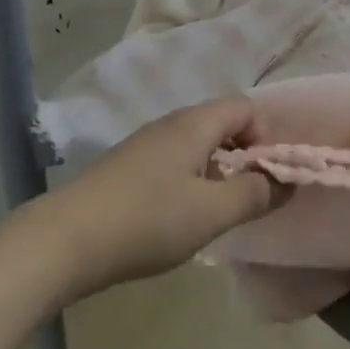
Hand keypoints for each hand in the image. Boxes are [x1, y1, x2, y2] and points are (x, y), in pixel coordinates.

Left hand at [25, 97, 283, 302]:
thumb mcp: (211, 213)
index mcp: (195, 124)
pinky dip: (188, 181)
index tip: (266, 177)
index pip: (245, 107)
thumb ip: (254, 194)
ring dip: (215, 172)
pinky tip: (177, 218)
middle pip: (221, 124)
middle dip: (242, 156)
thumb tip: (286, 180)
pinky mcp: (125, 167)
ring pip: (195, 145)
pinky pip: (172, 161)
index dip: (265, 136)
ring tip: (214, 213)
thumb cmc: (147, 221)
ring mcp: (144, 144)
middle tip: (246, 198)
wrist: (63, 241)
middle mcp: (170, 123)